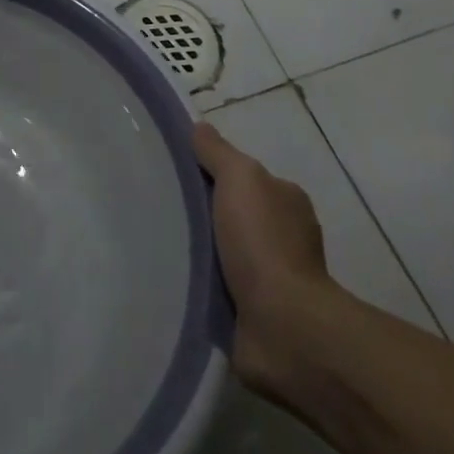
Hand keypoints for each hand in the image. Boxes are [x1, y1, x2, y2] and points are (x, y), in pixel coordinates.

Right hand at [193, 122, 335, 394]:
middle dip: (207, 215)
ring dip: (204, 253)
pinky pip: (224, 290)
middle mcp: (287, 237)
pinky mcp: (259, 315)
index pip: (246, 178)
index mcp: (288, 201)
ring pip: (229, 253)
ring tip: (165, 246)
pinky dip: (205, 285)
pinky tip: (179, 280)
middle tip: (166, 211)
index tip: (181, 176)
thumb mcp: (239, 178)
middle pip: (236, 215)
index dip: (216, 174)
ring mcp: (276, 280)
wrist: (283, 326)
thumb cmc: (264, 243)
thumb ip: (218, 152)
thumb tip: (199, 127)